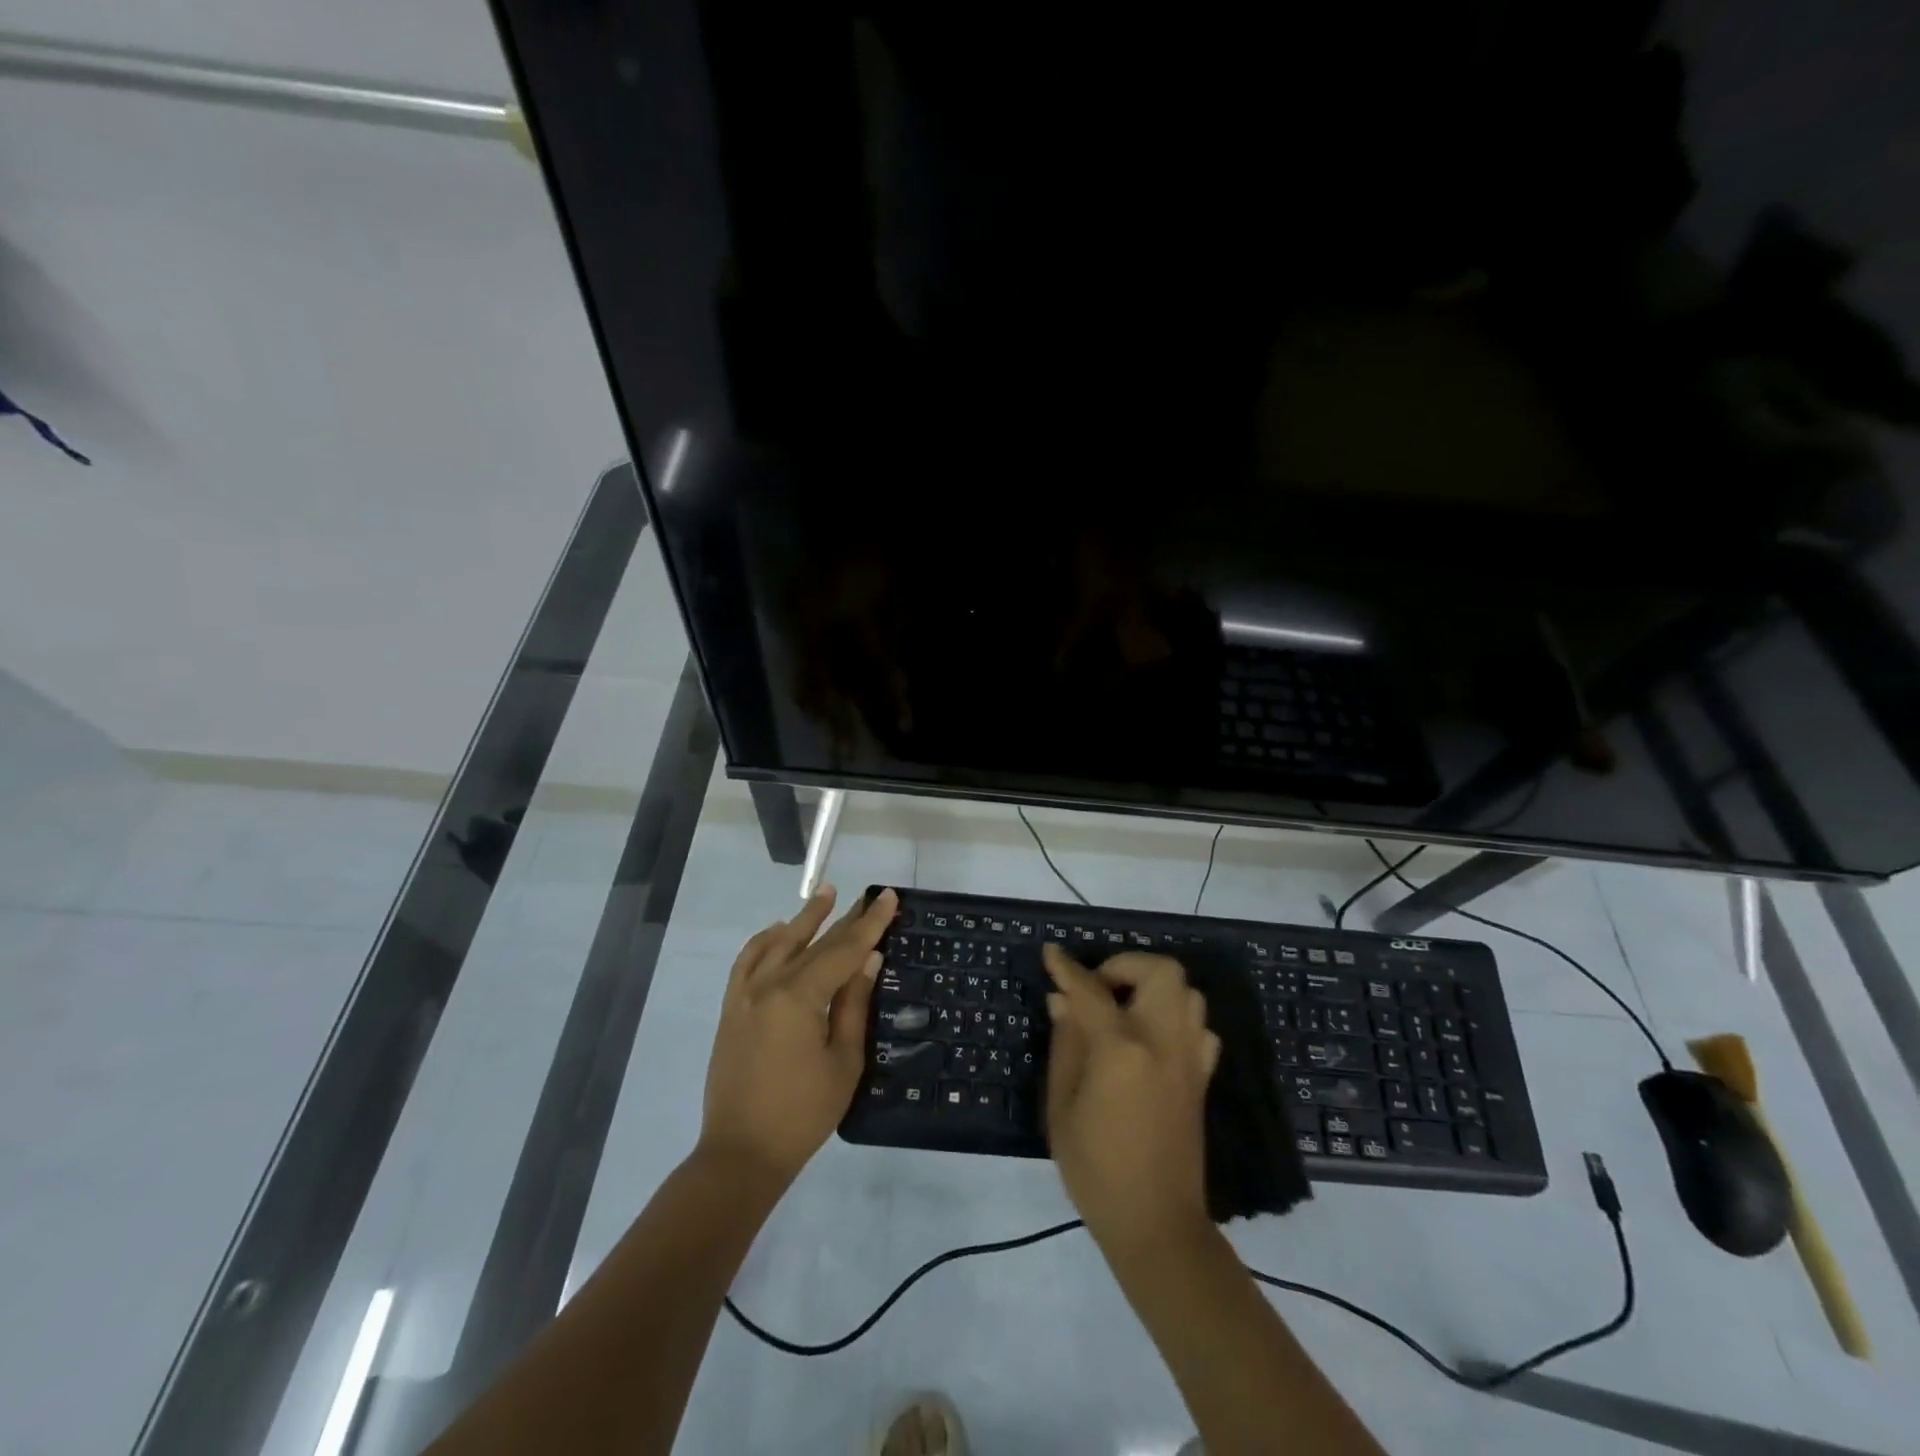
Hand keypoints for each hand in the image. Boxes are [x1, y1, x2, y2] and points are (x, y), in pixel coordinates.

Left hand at [700, 885, 896, 1182]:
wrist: (741, 1153)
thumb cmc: (803, 1113)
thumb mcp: (843, 1061)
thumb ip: (853, 1005)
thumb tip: (868, 959)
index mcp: (799, 997)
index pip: (843, 950)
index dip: (870, 923)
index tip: (887, 896)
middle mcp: (768, 985)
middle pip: (813, 943)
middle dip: (844, 918)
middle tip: (867, 896)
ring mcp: (744, 995)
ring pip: (778, 943)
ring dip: (803, 918)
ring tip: (824, 894)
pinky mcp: (731, 1008)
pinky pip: (746, 961)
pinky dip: (763, 941)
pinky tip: (777, 931)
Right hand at [1043, 945, 1220, 1250]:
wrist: (1156, 1224)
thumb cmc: (1096, 1168)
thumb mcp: (1062, 1106)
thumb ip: (1065, 1044)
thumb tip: (1061, 1000)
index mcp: (1122, 1049)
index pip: (1091, 990)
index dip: (1068, 968)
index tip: (1051, 953)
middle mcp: (1164, 1042)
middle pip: (1160, 971)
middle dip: (1126, 965)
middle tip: (1098, 989)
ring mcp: (1190, 1058)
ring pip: (1187, 992)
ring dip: (1153, 987)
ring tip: (1123, 1010)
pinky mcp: (1203, 1077)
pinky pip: (1198, 1026)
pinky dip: (1175, 1017)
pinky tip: (1151, 1038)